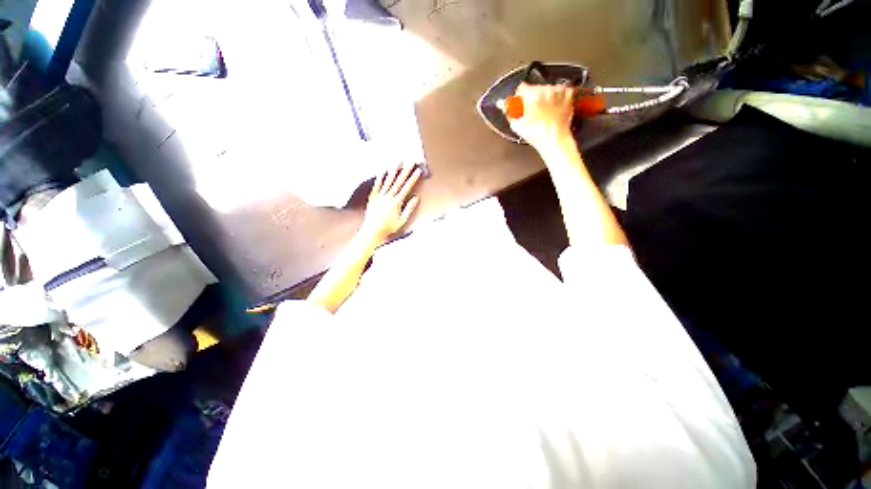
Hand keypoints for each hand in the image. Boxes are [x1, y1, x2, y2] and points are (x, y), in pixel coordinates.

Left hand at [361, 164, 422, 243]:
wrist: (373, 230)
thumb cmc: (388, 227)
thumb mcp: (402, 220)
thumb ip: (409, 208)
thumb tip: (415, 198)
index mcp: (397, 202)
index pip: (407, 187)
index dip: (413, 178)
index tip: (418, 171)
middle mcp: (388, 197)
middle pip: (399, 181)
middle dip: (406, 170)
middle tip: (411, 162)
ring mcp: (380, 196)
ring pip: (388, 180)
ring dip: (394, 170)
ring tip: (399, 161)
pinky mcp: (373, 197)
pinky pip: (377, 184)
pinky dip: (380, 176)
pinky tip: (383, 169)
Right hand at [504, 83, 574, 148]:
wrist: (554, 139)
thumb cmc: (536, 134)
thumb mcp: (517, 125)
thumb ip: (508, 112)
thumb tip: (501, 104)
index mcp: (531, 94)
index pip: (521, 88)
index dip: (519, 97)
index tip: (520, 104)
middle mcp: (545, 89)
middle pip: (534, 88)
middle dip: (532, 97)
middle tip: (532, 112)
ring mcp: (558, 91)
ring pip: (547, 89)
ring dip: (544, 97)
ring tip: (543, 112)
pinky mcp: (568, 94)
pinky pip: (560, 91)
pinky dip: (557, 97)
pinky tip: (553, 108)